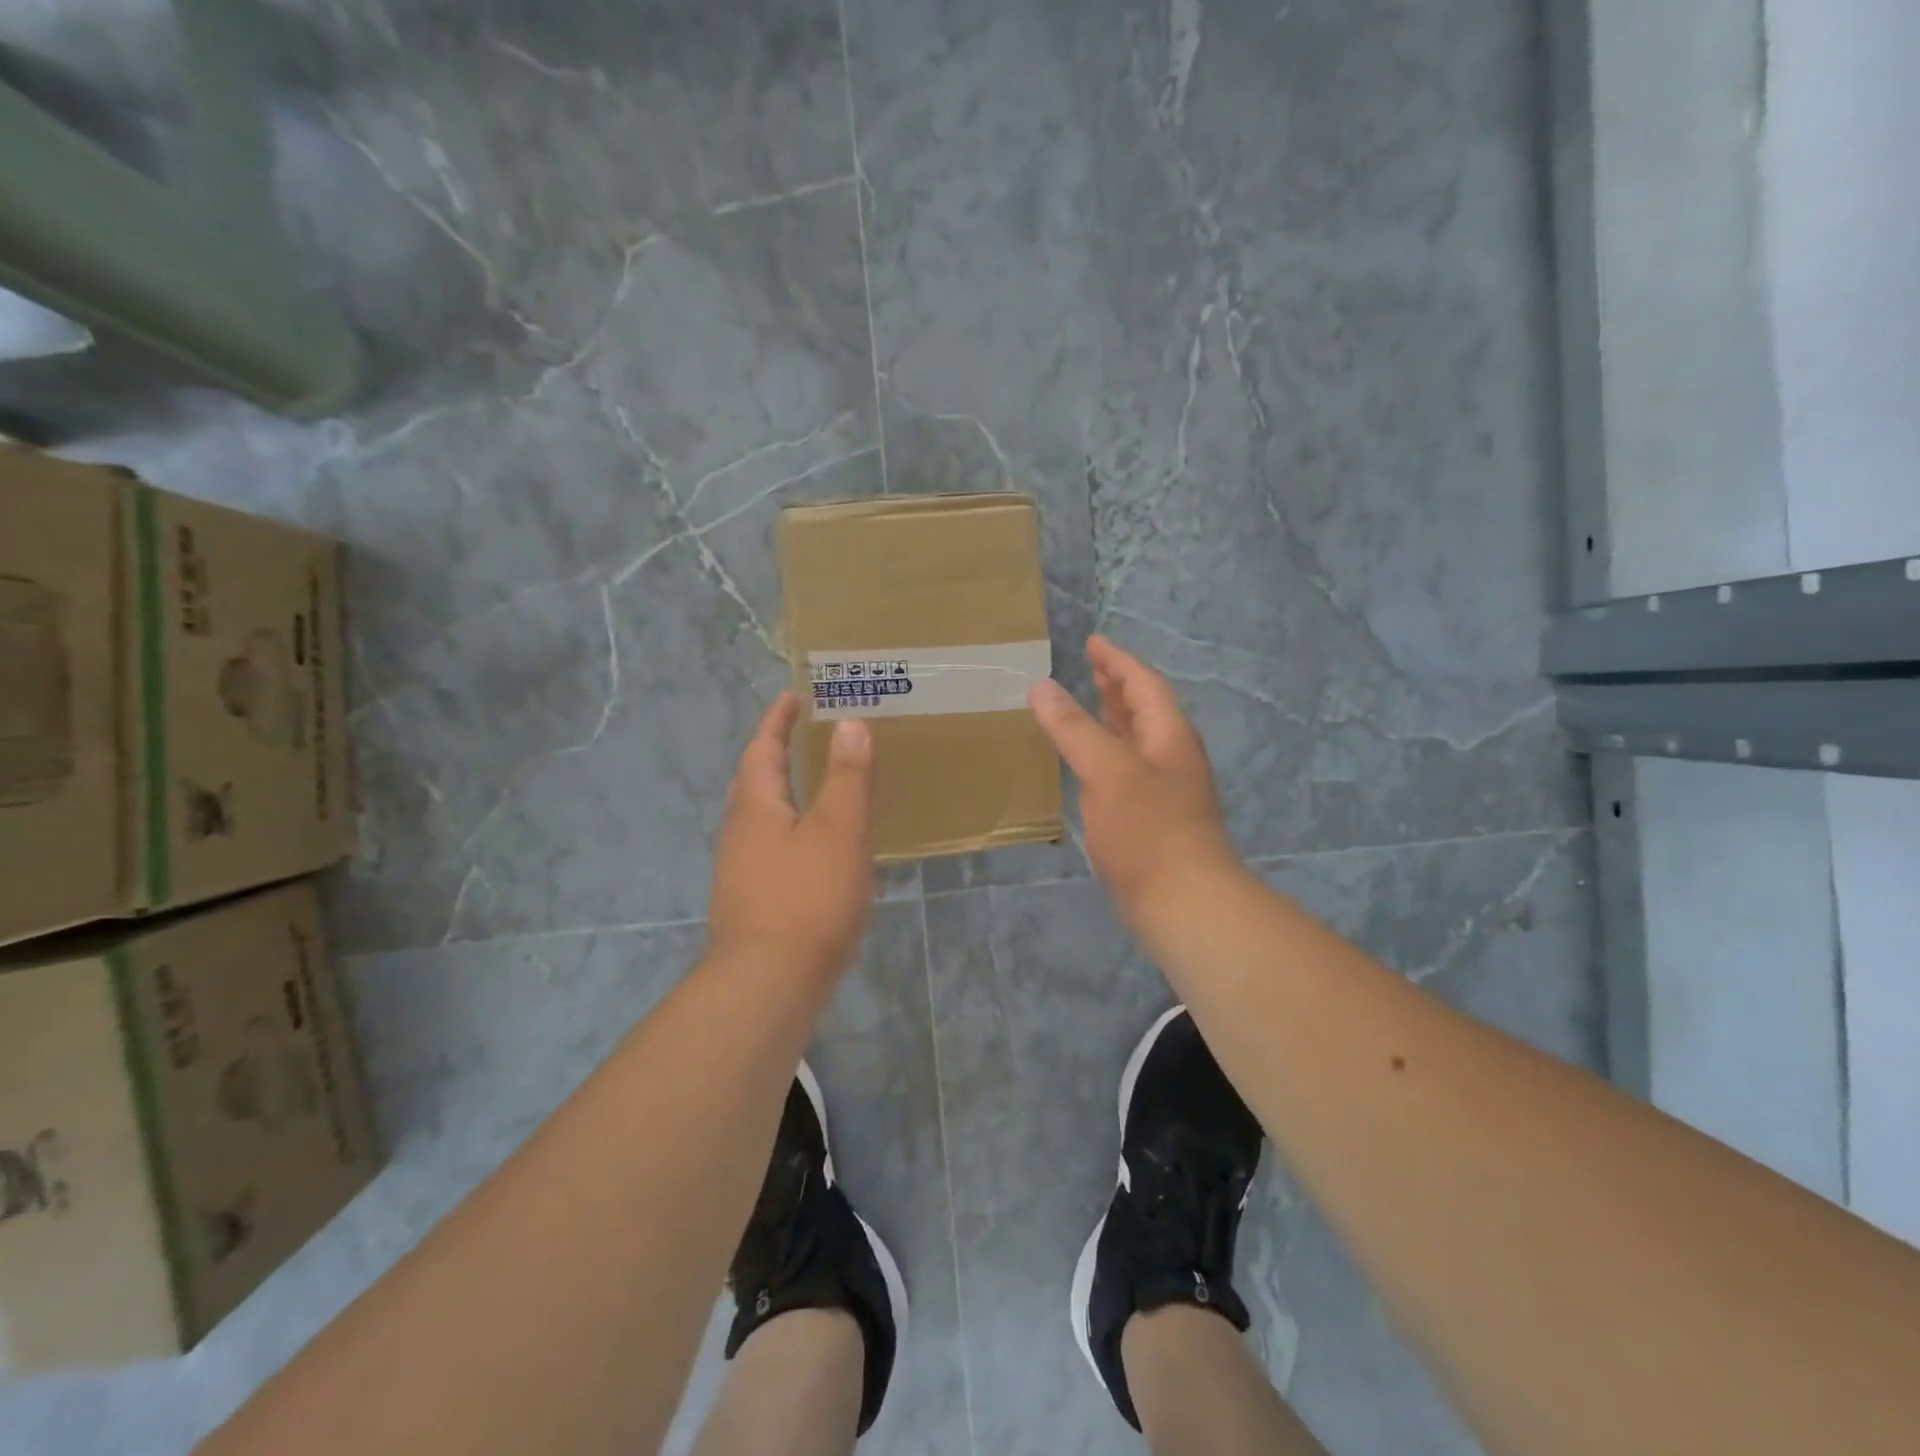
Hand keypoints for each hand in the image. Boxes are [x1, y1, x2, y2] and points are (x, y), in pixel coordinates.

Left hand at [708, 692, 876, 986]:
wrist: (769, 984)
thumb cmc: (807, 898)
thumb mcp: (838, 830)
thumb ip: (847, 777)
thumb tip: (850, 723)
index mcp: (755, 806)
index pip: (762, 748)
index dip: (778, 720)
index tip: (794, 697)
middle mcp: (740, 833)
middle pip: (754, 781)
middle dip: (776, 754)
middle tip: (806, 737)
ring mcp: (741, 870)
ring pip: (762, 818)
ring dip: (785, 794)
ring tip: (818, 787)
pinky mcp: (754, 902)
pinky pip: (772, 848)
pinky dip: (794, 831)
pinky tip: (818, 850)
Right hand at [1029, 636, 1242, 918]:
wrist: (1185, 904)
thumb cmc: (1148, 830)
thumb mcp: (1107, 771)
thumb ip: (1074, 728)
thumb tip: (1042, 686)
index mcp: (1169, 736)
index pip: (1143, 684)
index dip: (1117, 661)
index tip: (1093, 643)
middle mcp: (1172, 758)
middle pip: (1146, 711)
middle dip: (1118, 688)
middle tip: (1091, 671)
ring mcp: (1166, 791)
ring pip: (1138, 743)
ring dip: (1114, 722)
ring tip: (1089, 709)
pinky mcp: (1154, 821)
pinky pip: (1128, 773)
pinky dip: (1108, 758)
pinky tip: (1090, 769)